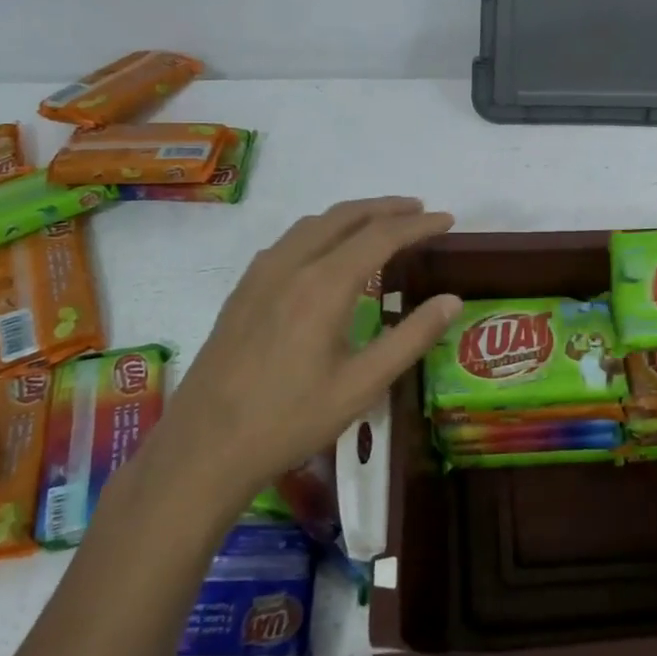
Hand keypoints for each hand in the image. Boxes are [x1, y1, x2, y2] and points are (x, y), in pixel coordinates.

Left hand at [140, 197, 460, 508]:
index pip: (381, 236)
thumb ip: (410, 338)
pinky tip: (325, 253)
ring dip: (351, 215)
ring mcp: (260, 275)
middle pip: (344, 216)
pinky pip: (288, 241)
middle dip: (386, 208)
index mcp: (324, 285)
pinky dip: (320, 231)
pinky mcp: (242, 290)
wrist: (204, 447)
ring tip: (379, 224)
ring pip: (312, 224)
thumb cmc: (290, 420)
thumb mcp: (362, 386)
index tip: (447, 219)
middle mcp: (291, 266)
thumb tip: (452, 300)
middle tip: (419, 210)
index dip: (418, 224)